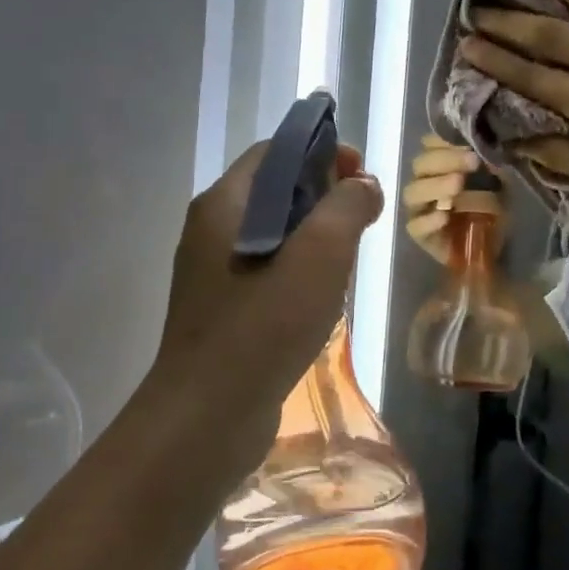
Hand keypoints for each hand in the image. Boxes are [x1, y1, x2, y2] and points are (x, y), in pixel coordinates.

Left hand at [148, 140, 382, 439]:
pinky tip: (322, 295)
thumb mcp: (320, 254)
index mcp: (224, 203)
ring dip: (316, 234)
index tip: (361, 174)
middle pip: (275, 188)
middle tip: (363, 217)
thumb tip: (362, 184)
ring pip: (274, 231)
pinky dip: (299, 267)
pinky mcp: (222, 307)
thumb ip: (347, 206)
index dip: (322, 151)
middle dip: (324, 193)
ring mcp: (212, 271)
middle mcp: (211, 228)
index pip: (275, 151)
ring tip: (349, 256)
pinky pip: (267, 268)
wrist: (205, 418)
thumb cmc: (264, 325)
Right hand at [401, 133, 504, 263]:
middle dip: (446, 160)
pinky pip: (415, 226)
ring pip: (413, 193)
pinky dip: (429, 220)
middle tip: (472, 162)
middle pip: (421, 165)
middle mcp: (424, 183)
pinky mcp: (420, 235)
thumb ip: (494, 167)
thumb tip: (490, 151)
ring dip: (435, 186)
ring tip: (458, 184)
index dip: (444, 140)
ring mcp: (419, 209)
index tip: (469, 143)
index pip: (429, 144)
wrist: (495, 247)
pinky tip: (445, 216)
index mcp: (440, 165)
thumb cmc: (494, 209)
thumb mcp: (501, 184)